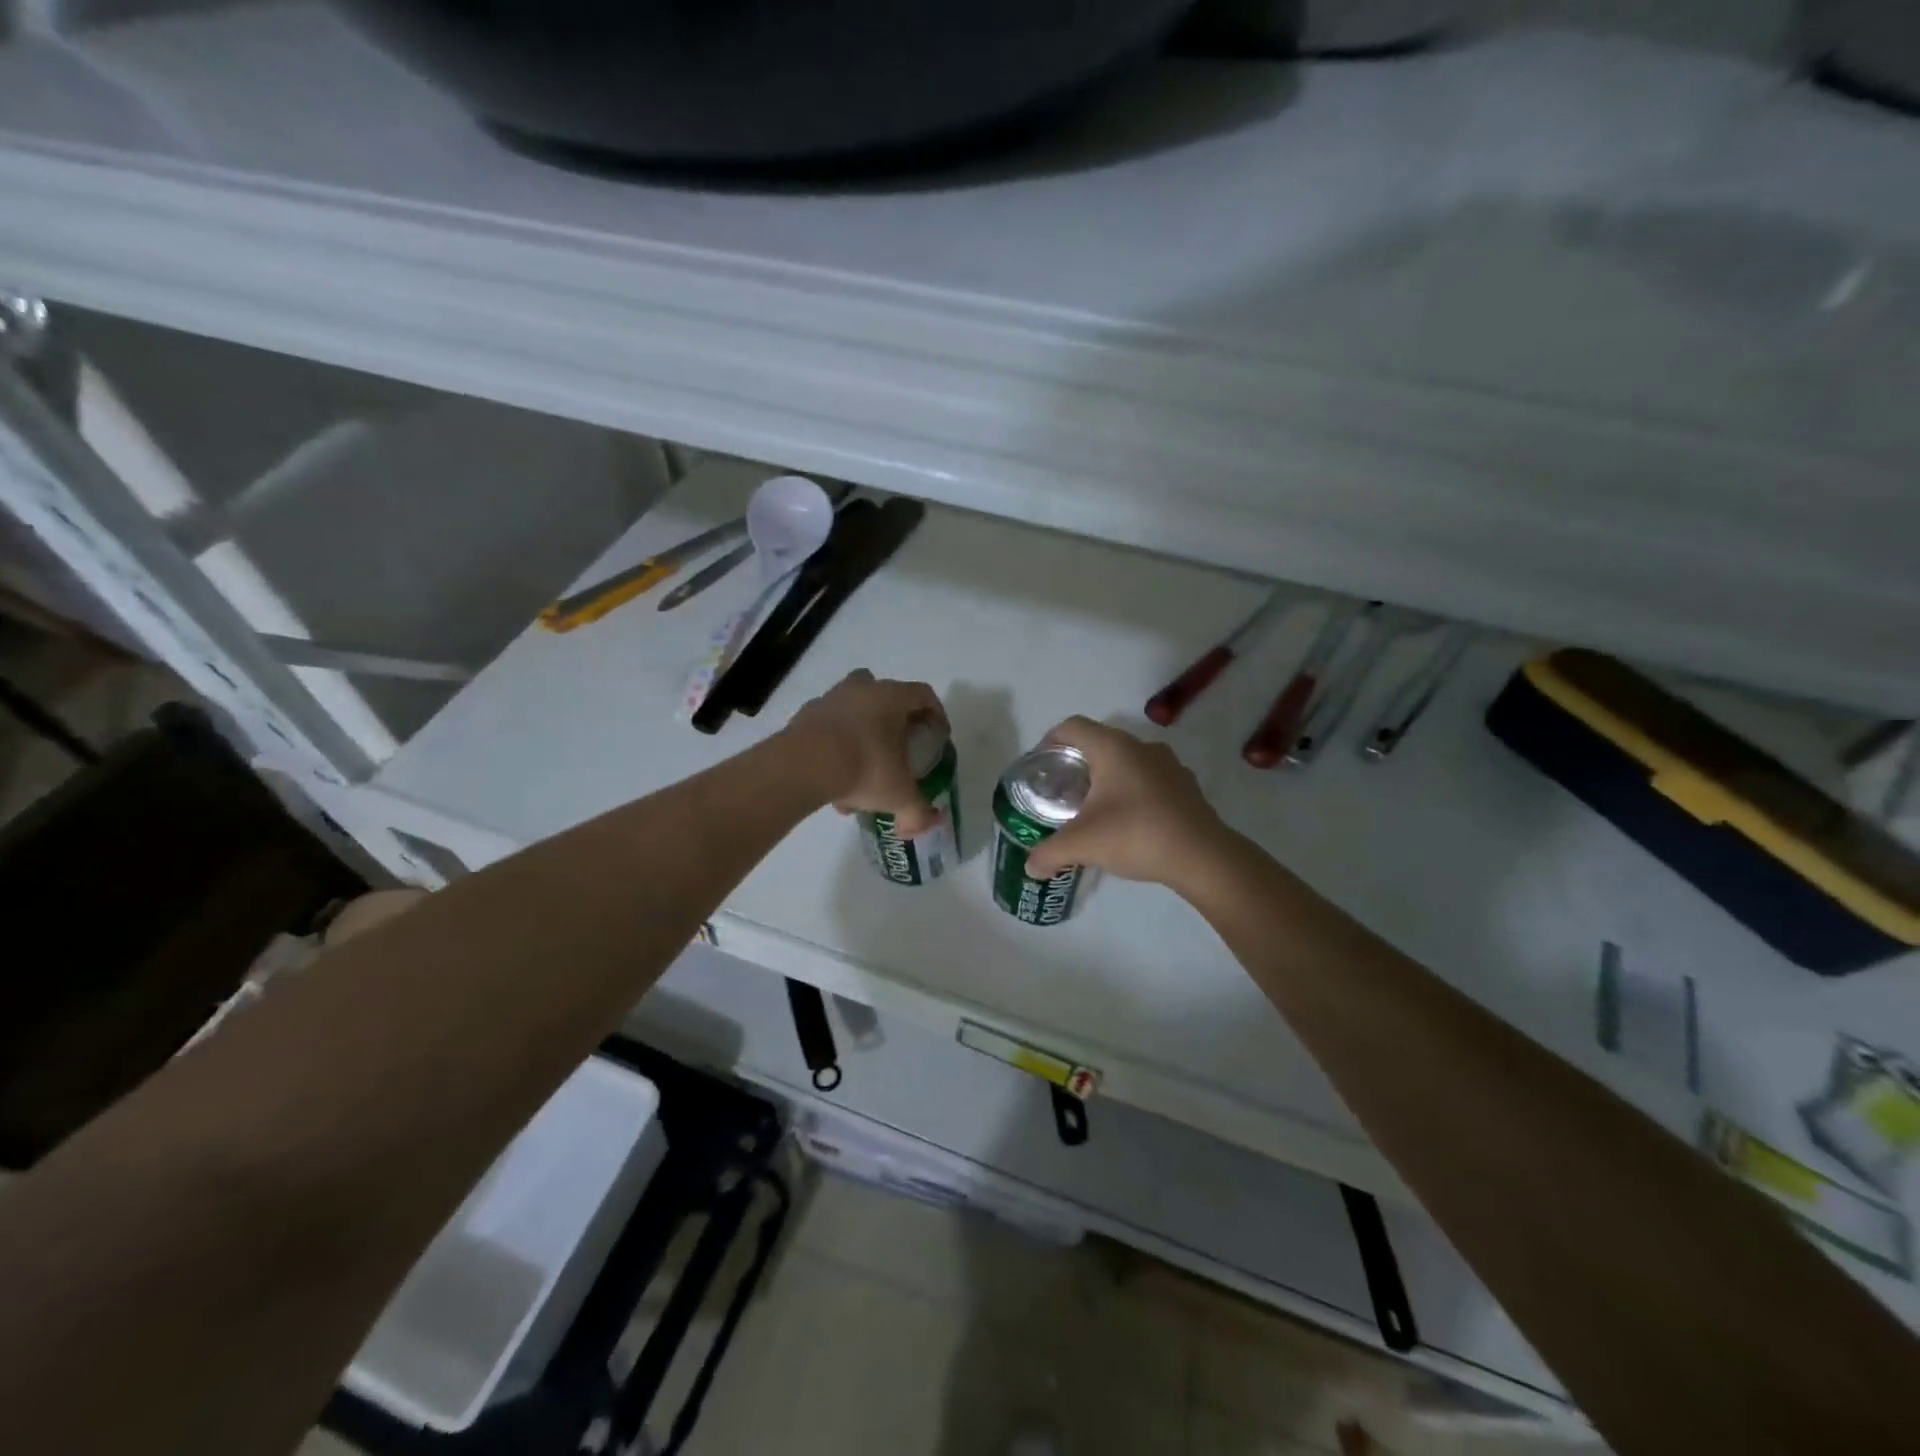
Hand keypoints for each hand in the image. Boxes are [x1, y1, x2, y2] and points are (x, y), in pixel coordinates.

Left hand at [784, 670, 947, 835]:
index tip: (937, 738)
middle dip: (894, 722)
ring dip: (861, 735)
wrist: (803, 766)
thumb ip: (919, 811)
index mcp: (892, 697)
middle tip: (898, 749)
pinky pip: (827, 729)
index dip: (936, 715)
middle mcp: (861, 689)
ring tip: (862, 773)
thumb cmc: (864, 768)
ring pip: (853, 711)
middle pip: (885, 696)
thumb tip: (930, 823)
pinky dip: (834, 748)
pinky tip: (834, 781)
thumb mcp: (899, 796)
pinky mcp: (803, 716)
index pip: (924, 695)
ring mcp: (829, 699)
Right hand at [1023, 717, 1230, 887]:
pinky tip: (1128, 822)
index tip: (1041, 765)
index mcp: (1113, 748)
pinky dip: (1133, 792)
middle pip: (1099, 742)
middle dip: (1077, 763)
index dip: (1050, 740)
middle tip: (1062, 791)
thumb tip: (1031, 867)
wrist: (1203, 857)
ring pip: (1127, 761)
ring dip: (1107, 778)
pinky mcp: (1186, 786)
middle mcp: (1141, 746)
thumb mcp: (1083, 844)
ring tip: (1094, 808)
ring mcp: (1169, 764)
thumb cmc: (1136, 835)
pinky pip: (1149, 779)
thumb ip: (1049, 853)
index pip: (1072, 727)